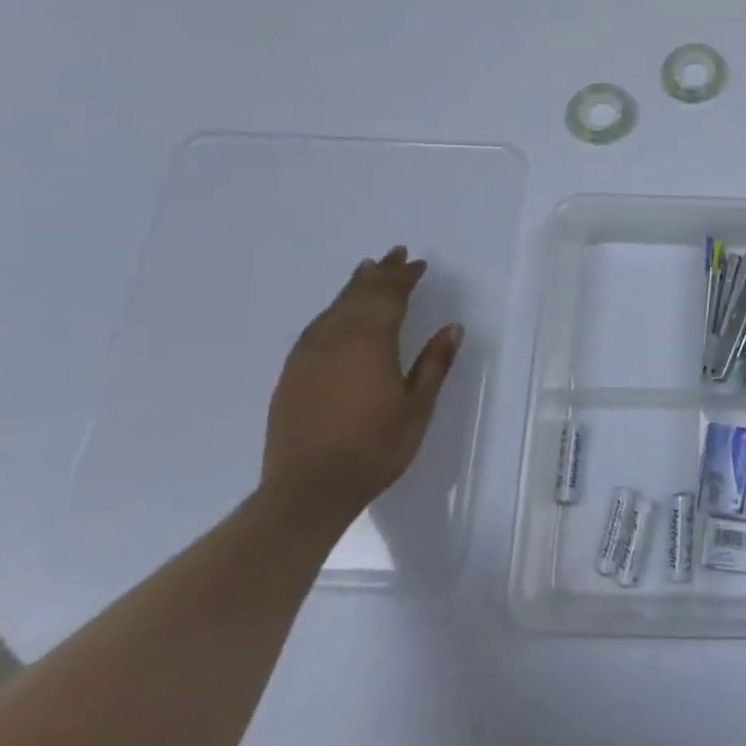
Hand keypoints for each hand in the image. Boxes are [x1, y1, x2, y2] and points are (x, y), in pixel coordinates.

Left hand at [260, 246, 463, 528]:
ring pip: (335, 307)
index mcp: (371, 342)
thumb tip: (452, 327)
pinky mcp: (293, 373)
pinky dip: (334, 309)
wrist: (306, 491)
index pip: (389, 296)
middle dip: (380, 273)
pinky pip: (317, 326)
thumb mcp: (417, 408)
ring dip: (355, 286)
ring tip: (367, 270)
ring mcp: (309, 354)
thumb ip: (434, 363)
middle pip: (360, 294)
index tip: (418, 264)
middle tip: (395, 254)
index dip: (405, 277)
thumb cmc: (373, 448)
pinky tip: (338, 314)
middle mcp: (337, 338)